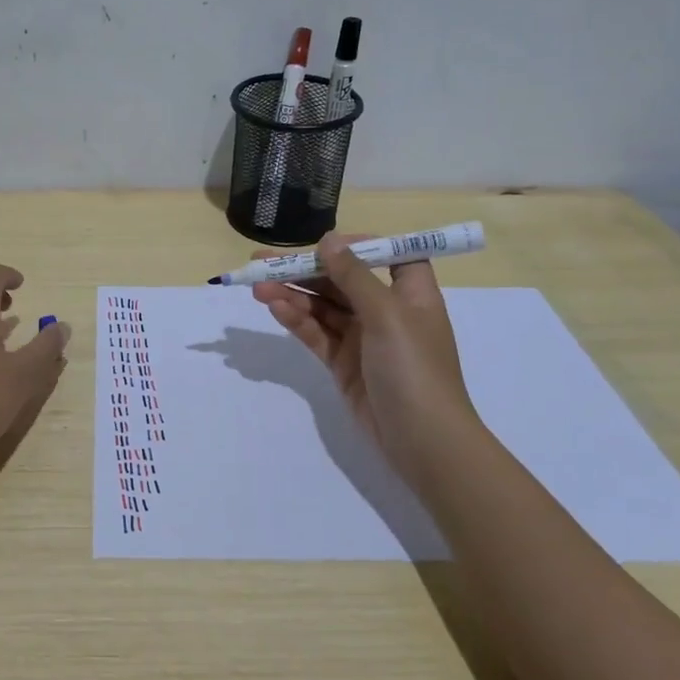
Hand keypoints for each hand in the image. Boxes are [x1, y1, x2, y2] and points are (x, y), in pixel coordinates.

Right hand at [251, 232, 477, 461]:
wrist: (422, 439)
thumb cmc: (413, 367)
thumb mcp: (387, 314)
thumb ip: (354, 276)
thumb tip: (329, 240)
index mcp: (411, 294)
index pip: (390, 256)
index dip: (361, 246)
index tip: (327, 244)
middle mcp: (387, 311)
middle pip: (343, 281)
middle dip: (306, 270)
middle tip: (262, 263)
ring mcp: (364, 339)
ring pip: (323, 308)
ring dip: (293, 295)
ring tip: (257, 288)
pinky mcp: (344, 363)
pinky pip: (317, 334)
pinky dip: (296, 321)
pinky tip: (274, 308)